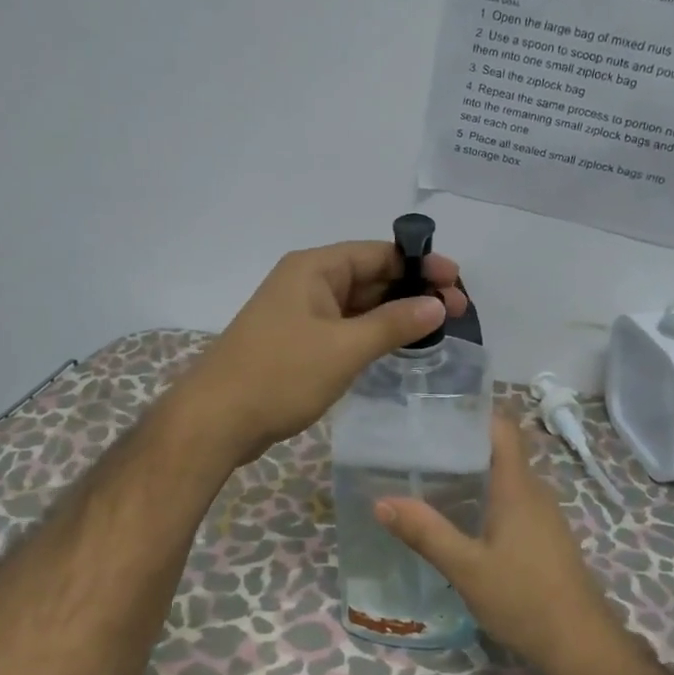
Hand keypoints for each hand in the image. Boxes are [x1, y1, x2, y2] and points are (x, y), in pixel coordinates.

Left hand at [174, 240, 467, 464]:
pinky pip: (345, 327)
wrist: (216, 420)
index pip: (378, 253)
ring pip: (359, 305)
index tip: (456, 282)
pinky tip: (400, 346)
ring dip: (396, 314)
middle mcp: (307, 283)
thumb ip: (393, 324)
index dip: (420, 264)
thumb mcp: (344, 348)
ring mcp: (301, 314)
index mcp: (314, 269)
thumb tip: (436, 305)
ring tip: (438, 328)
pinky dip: (373, 333)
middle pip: (370, 276)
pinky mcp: (298, 342)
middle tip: (457, 311)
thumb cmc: (280, 375)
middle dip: (413, 290)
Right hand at [377, 415, 621, 674]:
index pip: (502, 427)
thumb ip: (425, 533)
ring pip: (505, 477)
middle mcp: (534, 491)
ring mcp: (543, 514)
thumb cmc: (524, 598)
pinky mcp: (544, 536)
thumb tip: (381, 502)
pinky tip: (460, 515)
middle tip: (417, 444)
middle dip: (461, 442)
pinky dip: (485, 496)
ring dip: (473, 471)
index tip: (435, 410)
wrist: (581, 645)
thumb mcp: (466, 568)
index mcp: (517, 486)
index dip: (473, 411)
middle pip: (500, 449)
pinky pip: (512, 500)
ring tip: (429, 475)